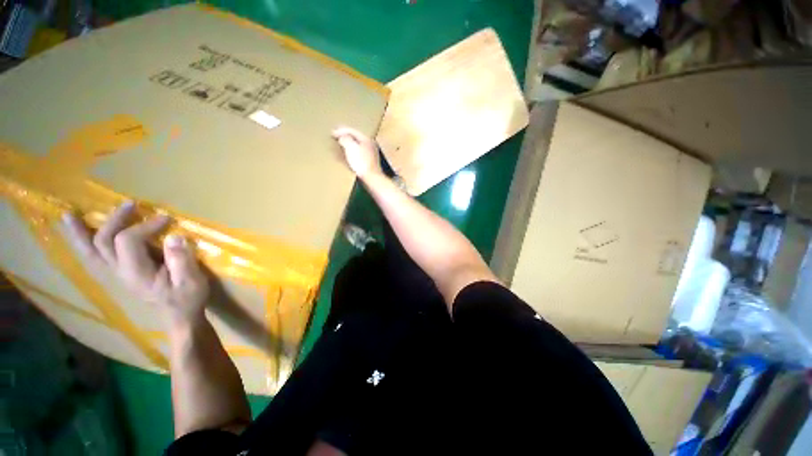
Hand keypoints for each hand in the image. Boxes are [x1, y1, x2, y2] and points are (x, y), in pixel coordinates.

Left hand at [62, 201, 209, 326]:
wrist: (179, 316)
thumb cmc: (187, 298)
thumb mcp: (191, 280)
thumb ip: (182, 260)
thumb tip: (175, 236)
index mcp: (136, 273)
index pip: (128, 241)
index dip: (145, 225)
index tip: (167, 219)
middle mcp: (120, 272)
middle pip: (104, 241)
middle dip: (114, 220)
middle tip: (130, 204)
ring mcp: (117, 273)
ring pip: (90, 251)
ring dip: (80, 232)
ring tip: (69, 216)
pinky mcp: (121, 273)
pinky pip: (95, 257)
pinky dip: (84, 244)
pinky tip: (81, 235)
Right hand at [332, 126, 381, 178]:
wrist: (371, 178)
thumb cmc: (361, 162)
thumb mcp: (351, 147)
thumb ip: (345, 139)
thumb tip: (342, 137)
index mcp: (366, 139)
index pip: (352, 131)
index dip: (341, 130)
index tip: (332, 133)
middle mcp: (370, 145)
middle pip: (356, 138)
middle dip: (345, 137)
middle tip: (336, 136)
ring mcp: (371, 154)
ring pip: (357, 146)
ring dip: (348, 145)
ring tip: (340, 145)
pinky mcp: (370, 163)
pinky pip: (359, 153)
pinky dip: (352, 152)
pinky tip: (347, 156)